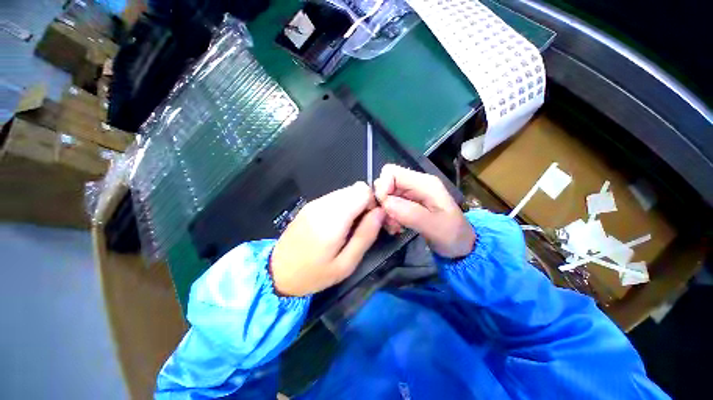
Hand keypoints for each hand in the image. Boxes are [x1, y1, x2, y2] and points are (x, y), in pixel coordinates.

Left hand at [270, 182, 384, 296]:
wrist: (278, 272)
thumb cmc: (314, 274)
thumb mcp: (346, 264)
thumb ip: (365, 235)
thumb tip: (380, 212)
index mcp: (333, 219)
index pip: (362, 191)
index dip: (372, 203)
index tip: (370, 221)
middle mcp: (323, 204)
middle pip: (355, 189)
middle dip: (364, 203)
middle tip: (361, 226)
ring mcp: (315, 202)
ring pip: (346, 191)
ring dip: (353, 205)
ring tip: (348, 227)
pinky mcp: (310, 204)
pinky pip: (335, 197)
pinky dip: (343, 206)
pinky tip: (337, 225)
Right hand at [374, 164, 474, 258]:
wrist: (461, 245)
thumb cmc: (452, 235)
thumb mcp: (435, 227)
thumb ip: (410, 213)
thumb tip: (385, 202)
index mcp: (424, 183)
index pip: (391, 172)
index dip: (382, 187)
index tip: (384, 208)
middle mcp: (416, 184)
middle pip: (386, 182)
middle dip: (383, 202)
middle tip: (390, 221)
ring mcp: (412, 193)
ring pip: (386, 194)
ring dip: (385, 211)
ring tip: (395, 227)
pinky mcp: (408, 202)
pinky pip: (390, 203)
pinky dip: (389, 215)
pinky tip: (397, 227)